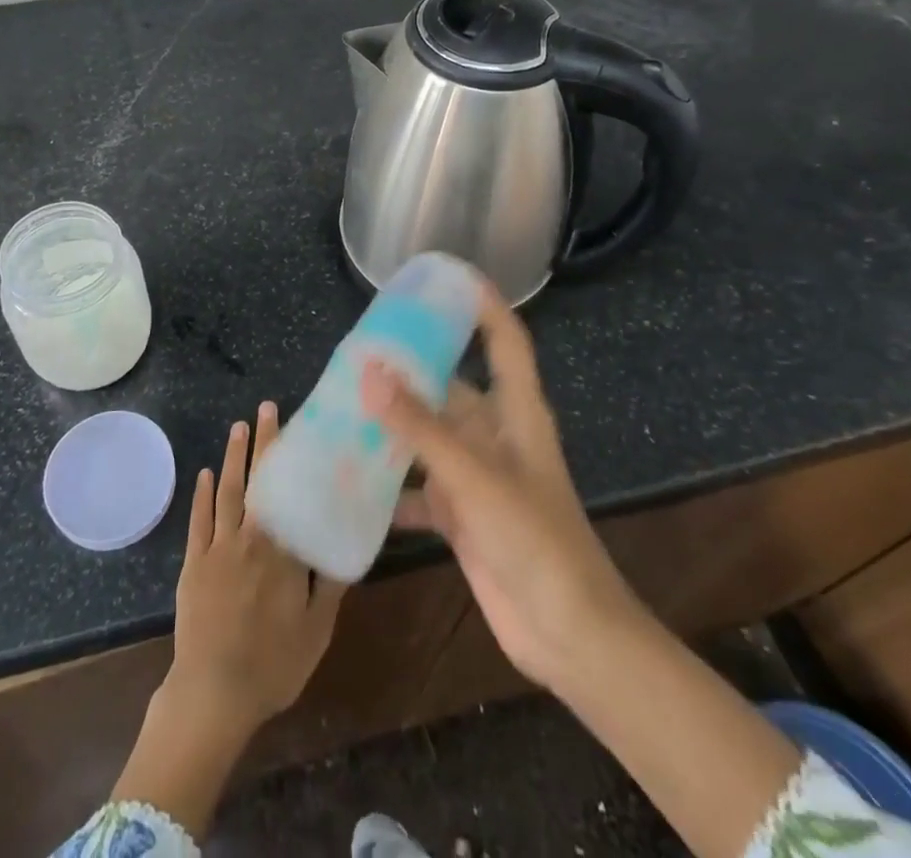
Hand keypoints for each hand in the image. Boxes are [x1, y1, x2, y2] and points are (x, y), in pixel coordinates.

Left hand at [111, 403, 345, 837]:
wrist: (214, 693)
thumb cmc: (273, 665)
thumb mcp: (317, 630)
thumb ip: (331, 585)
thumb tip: (346, 545)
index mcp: (283, 551)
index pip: (291, 493)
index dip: (293, 460)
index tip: (298, 427)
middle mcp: (252, 537)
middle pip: (258, 481)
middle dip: (263, 442)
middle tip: (266, 408)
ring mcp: (219, 547)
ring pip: (228, 491)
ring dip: (234, 457)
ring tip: (238, 426)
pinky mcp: (194, 561)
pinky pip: (199, 519)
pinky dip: (203, 494)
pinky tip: (206, 472)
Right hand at [362, 282, 640, 695]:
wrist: (569, 635)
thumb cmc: (534, 539)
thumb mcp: (474, 475)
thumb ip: (420, 425)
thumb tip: (368, 370)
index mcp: (516, 412)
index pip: (504, 339)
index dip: (483, 303)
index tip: (445, 276)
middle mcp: (496, 435)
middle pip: (451, 386)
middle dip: (410, 369)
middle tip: (359, 350)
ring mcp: (478, 476)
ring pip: (429, 436)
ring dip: (393, 426)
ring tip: (342, 405)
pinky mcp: (463, 515)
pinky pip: (419, 487)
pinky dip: (390, 485)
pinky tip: (350, 480)